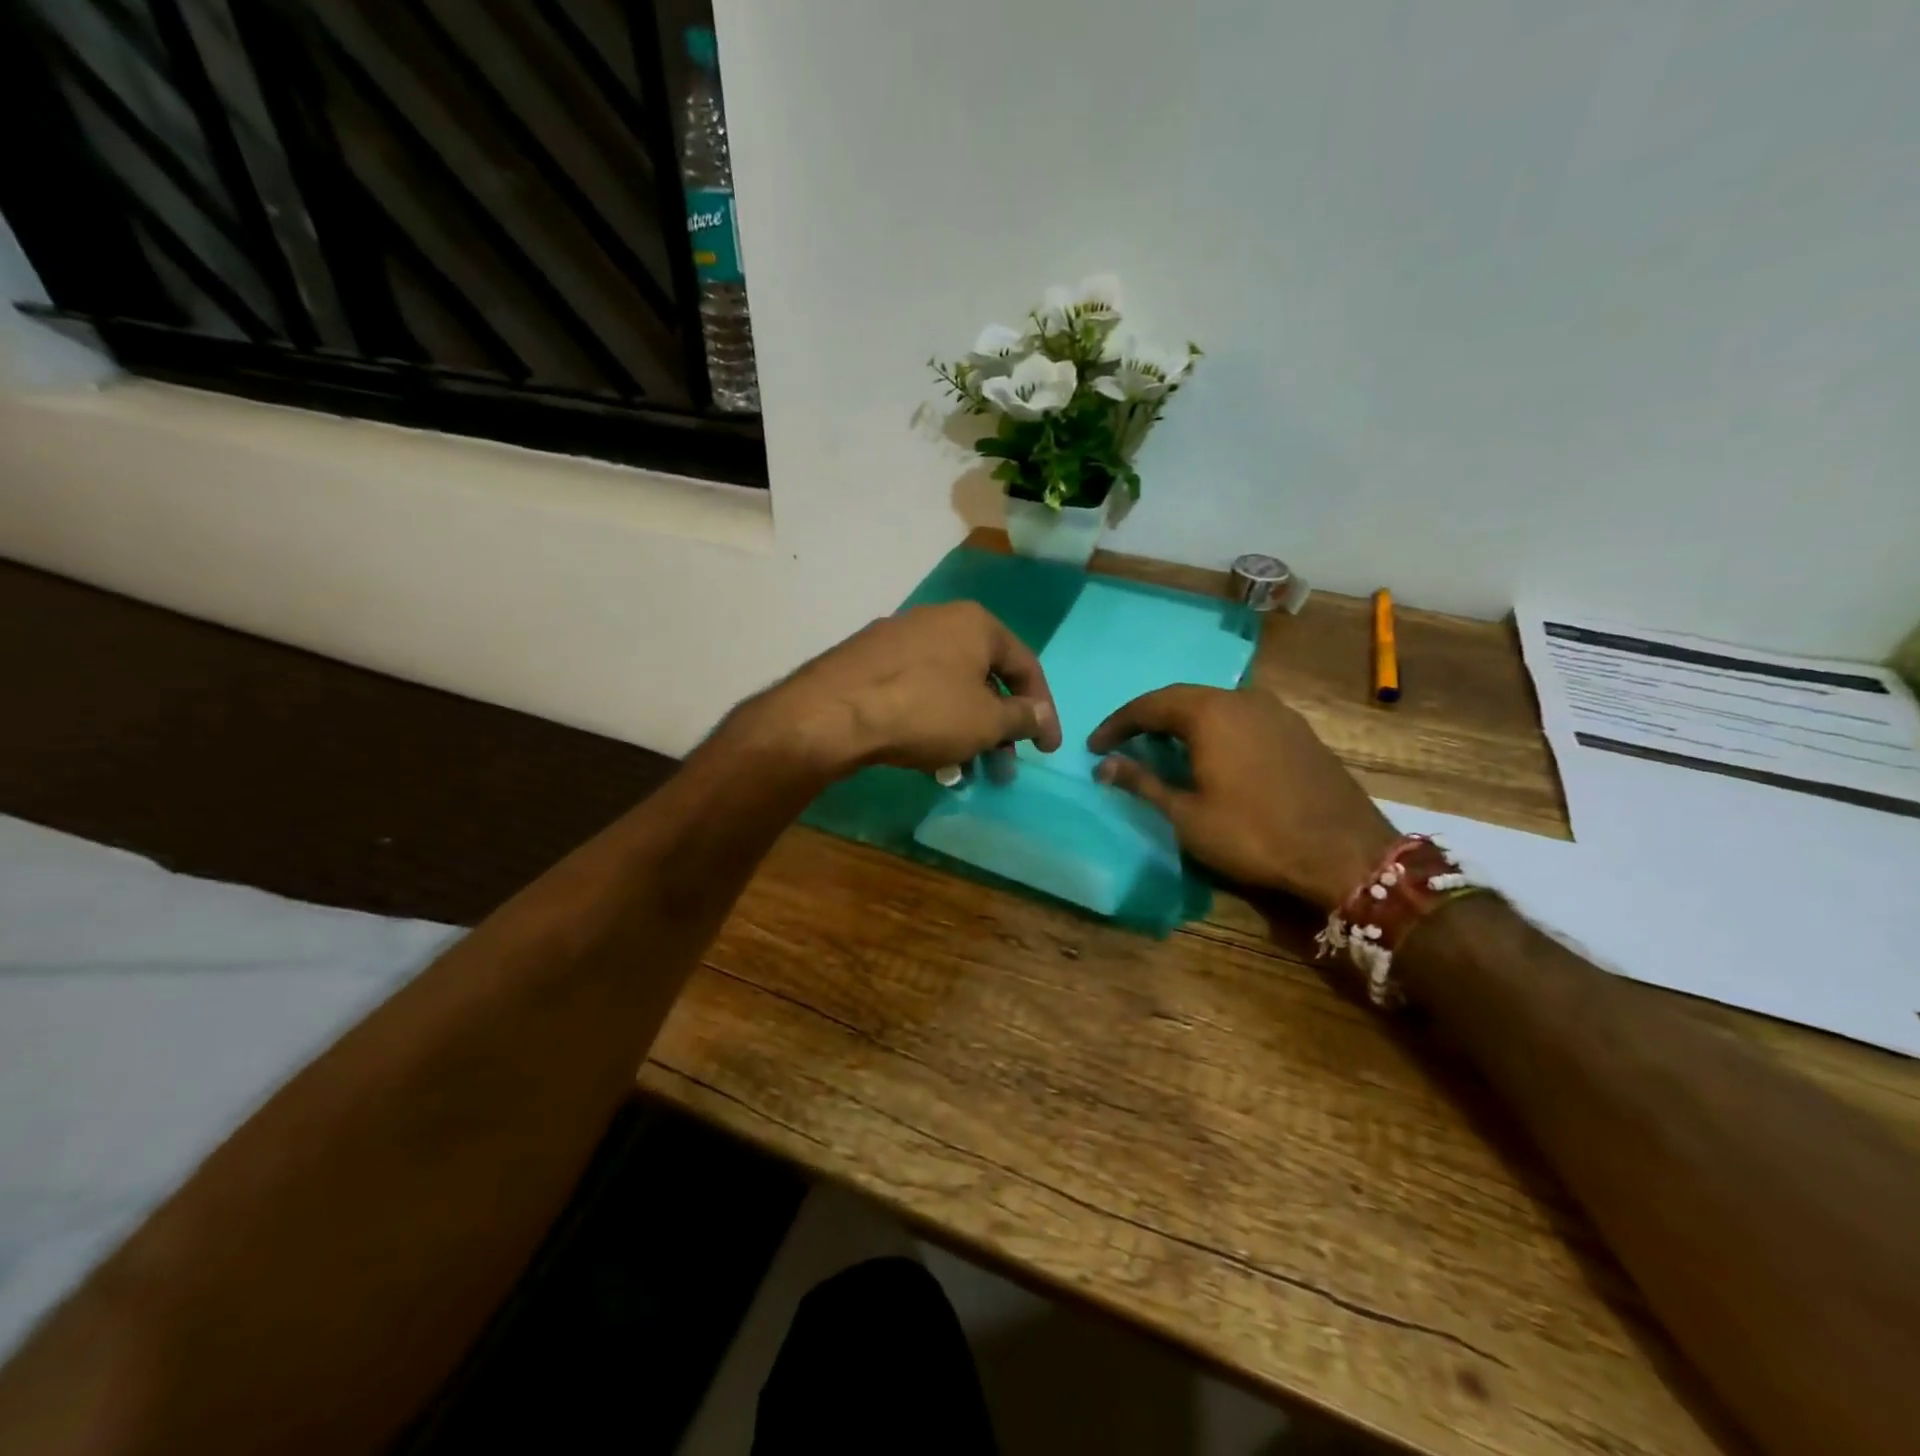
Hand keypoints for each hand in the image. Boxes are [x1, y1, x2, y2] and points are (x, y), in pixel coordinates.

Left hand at [747, 602, 1061, 777]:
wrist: (834, 712)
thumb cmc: (926, 710)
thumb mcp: (986, 721)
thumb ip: (1021, 718)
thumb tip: (1039, 715)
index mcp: (975, 624)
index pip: (1025, 666)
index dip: (1042, 710)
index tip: (1046, 749)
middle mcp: (939, 621)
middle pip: (984, 679)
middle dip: (999, 730)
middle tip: (1003, 769)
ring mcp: (899, 640)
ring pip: (949, 690)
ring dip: (966, 733)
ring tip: (966, 773)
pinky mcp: (869, 663)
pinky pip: (916, 694)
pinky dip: (932, 724)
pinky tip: (929, 760)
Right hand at [1087, 686, 1395, 911]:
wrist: (1345, 852)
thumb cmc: (1254, 834)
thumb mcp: (1187, 815)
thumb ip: (1143, 783)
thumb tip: (1104, 765)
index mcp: (1210, 713)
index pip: (1148, 706)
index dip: (1117, 725)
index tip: (1094, 746)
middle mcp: (1242, 699)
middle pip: (1182, 699)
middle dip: (1148, 719)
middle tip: (1124, 743)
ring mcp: (1276, 712)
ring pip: (1215, 705)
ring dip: (1183, 723)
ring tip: (1162, 748)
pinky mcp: (1297, 730)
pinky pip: (1242, 717)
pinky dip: (1215, 730)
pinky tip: (1211, 754)